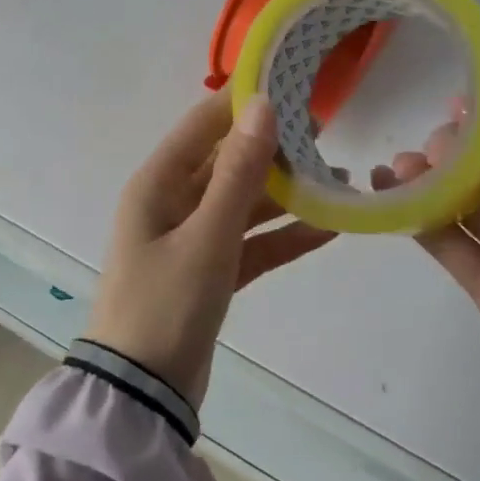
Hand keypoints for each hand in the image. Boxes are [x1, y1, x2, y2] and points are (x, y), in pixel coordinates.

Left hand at [85, 94, 335, 406]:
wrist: (142, 397)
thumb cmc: (166, 305)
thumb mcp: (207, 236)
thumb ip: (238, 173)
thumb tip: (261, 105)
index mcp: (158, 183)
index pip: (204, 124)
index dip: (243, 102)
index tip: (288, 83)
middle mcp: (172, 202)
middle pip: (228, 162)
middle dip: (273, 148)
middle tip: (325, 132)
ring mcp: (192, 238)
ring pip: (244, 202)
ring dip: (285, 193)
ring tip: (338, 176)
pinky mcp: (210, 271)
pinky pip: (251, 242)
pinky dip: (283, 235)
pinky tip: (328, 228)